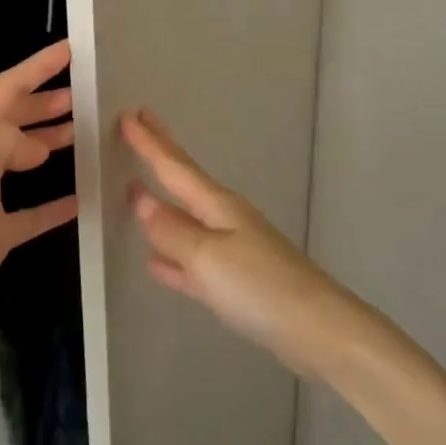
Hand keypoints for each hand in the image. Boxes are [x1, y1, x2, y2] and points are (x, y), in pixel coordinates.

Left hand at [0, 39, 80, 356]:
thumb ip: (2, 141)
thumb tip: (37, 145)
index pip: (6, 90)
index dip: (37, 67)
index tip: (72, 49)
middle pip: (16, 119)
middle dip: (47, 99)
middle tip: (87, 92)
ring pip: (25, 157)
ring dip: (53, 139)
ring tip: (87, 131)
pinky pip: (34, 210)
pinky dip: (57, 200)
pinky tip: (82, 198)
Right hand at [120, 107, 344, 376]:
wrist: (316, 330)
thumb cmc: (260, 285)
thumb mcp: (208, 256)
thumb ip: (172, 230)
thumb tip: (141, 199)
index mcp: (218, 206)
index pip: (175, 167)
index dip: (150, 143)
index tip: (129, 114)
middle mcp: (224, 220)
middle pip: (184, 182)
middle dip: (162, 153)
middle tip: (141, 122)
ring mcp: (231, 251)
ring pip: (185, 219)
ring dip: (161, 202)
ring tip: (138, 186)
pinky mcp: (234, 284)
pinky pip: (192, 262)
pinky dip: (171, 257)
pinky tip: (154, 261)